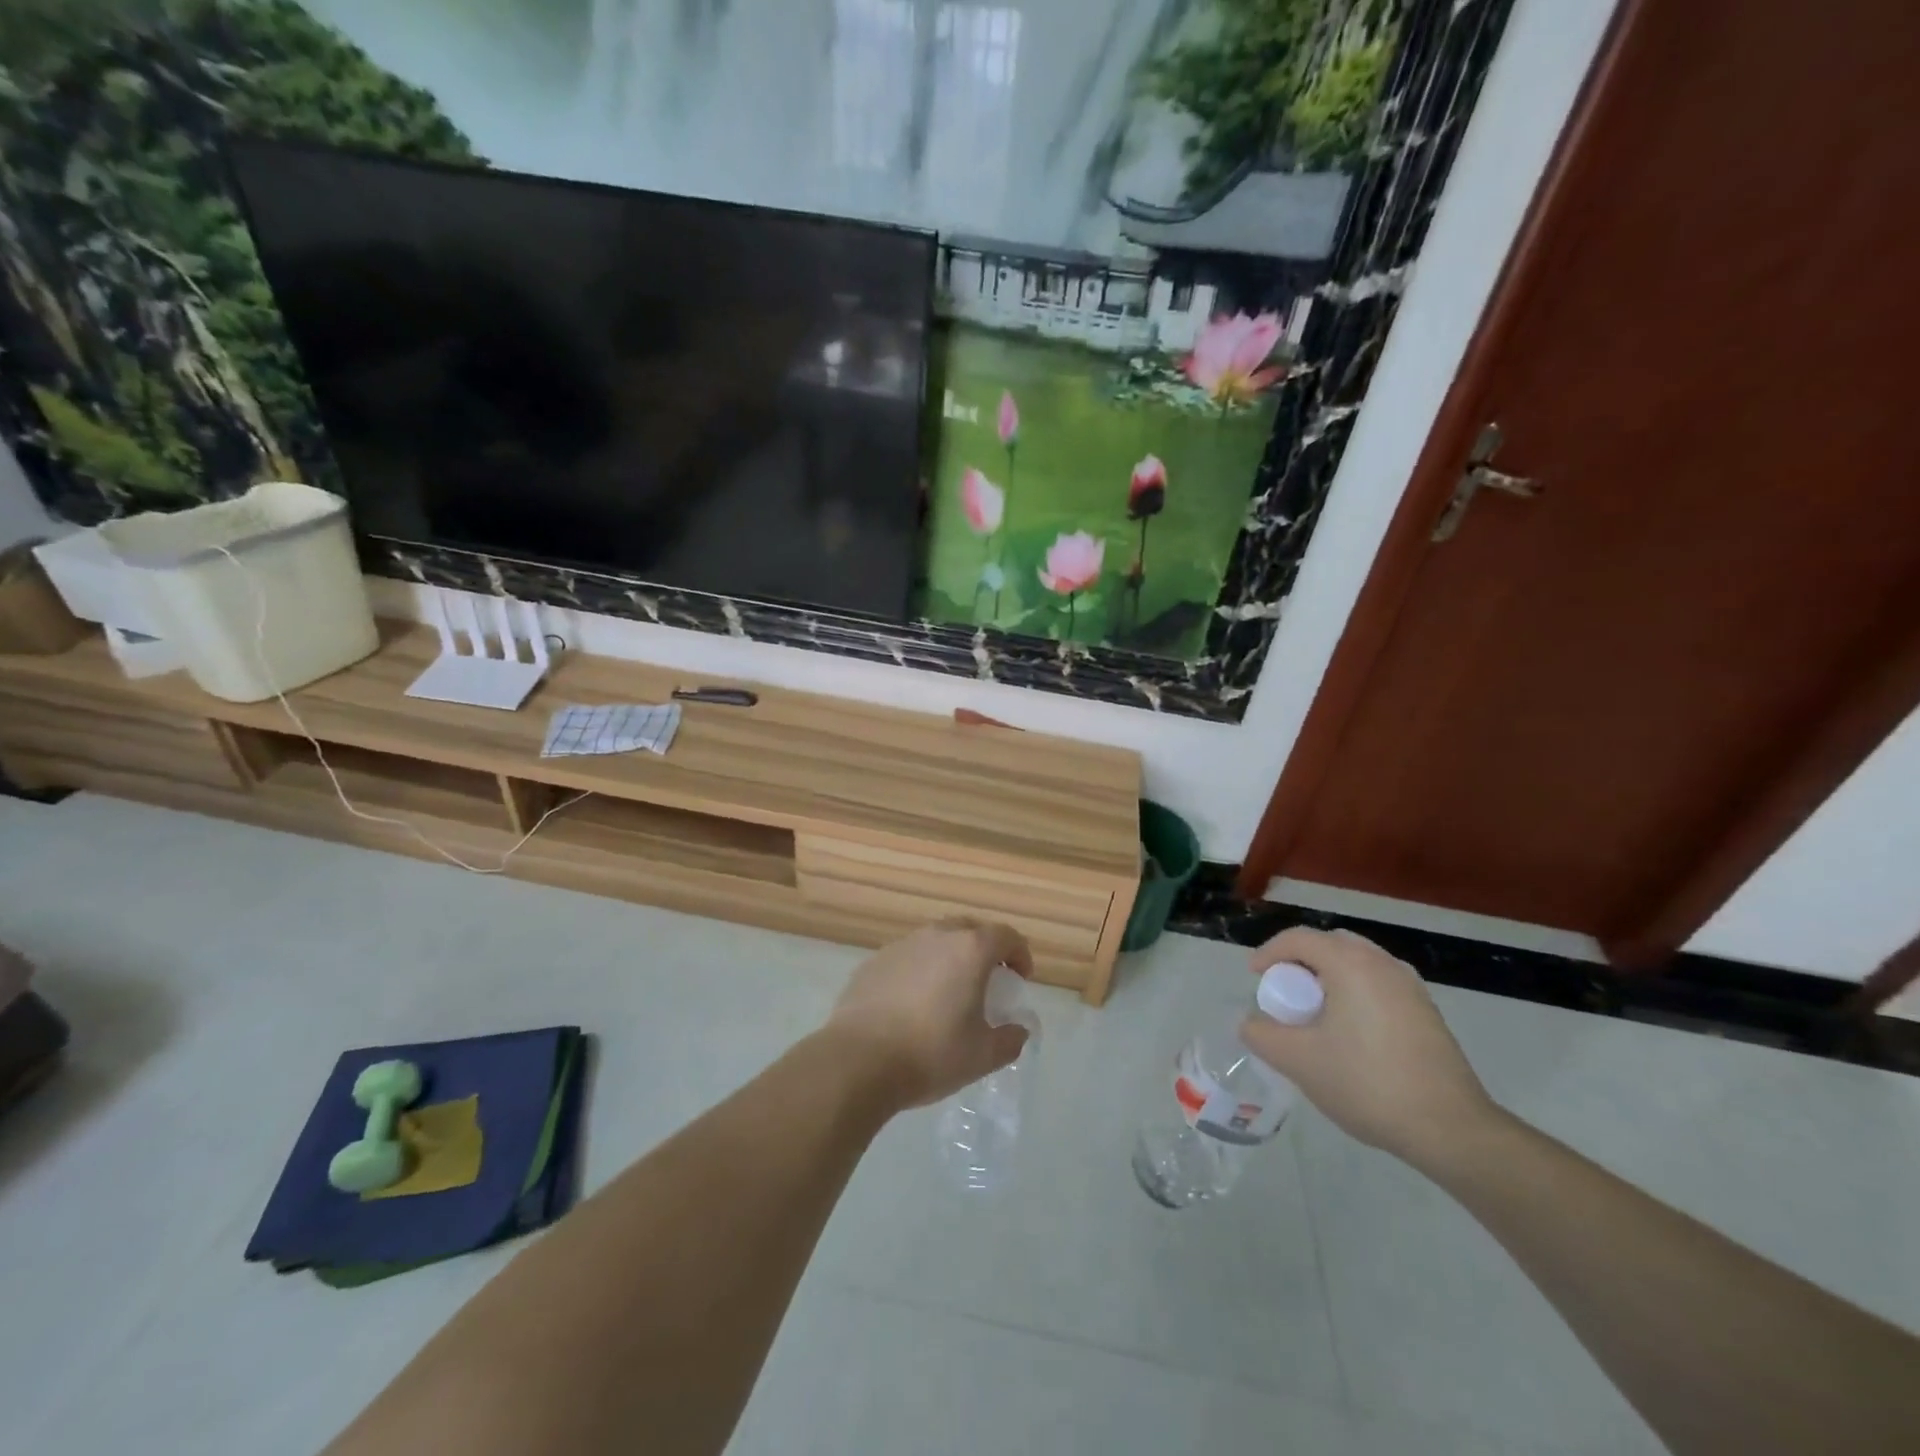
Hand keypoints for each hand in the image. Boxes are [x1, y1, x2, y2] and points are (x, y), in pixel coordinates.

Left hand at [825, 919, 1033, 1109]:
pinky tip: (913, 1002)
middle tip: (988, 980)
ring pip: (936, 940)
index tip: (1020, 979)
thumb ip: (1010, 1039)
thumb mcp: (983, 1056)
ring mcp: (901, 945)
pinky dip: (920, 970)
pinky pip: (908, 957)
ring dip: (950, 957)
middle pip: (970, 929)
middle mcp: (936, 936)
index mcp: (970, 950)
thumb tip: (1018, 1029)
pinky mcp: (874, 961)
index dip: (1019, 954)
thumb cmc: (931, 1053)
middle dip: (985, 949)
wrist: (858, 1060)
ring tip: (949, 991)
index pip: (1006, 936)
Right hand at [1237, 928, 1500, 1167]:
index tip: (1255, 979)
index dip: (1269, 953)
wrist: (1451, 1129)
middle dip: (1301, 962)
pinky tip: (1351, 1034)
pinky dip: (1355, 994)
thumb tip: (1253, 1023)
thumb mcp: (1298, 1061)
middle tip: (1286, 993)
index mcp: (1351, 964)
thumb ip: (1262, 1035)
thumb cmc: (1367, 1083)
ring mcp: (1411, 987)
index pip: (1299, 939)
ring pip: (1358, 965)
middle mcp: (1383, 964)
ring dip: (1329, 978)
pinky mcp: (1427, 1012)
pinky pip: (1379, 985)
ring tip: (1316, 1014)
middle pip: (1330, 945)